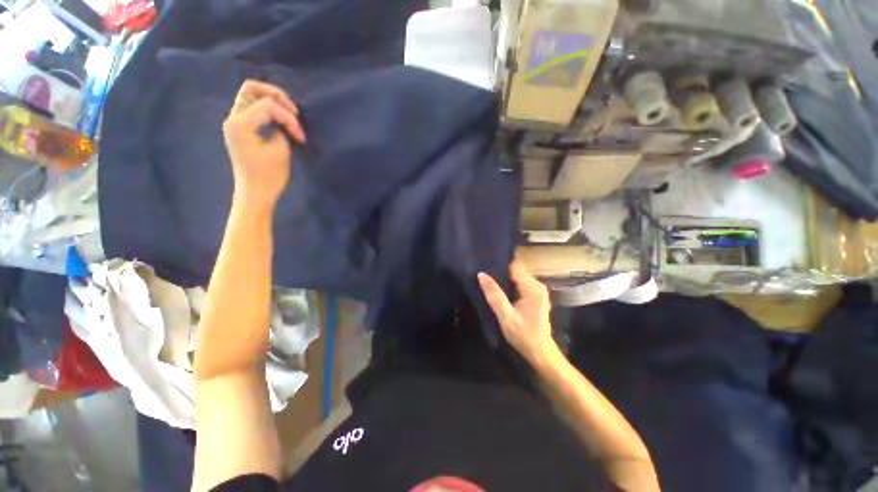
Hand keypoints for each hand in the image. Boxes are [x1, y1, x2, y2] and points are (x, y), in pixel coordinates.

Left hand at [223, 80, 306, 209]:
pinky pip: (251, 109)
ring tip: (288, 116)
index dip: (289, 118)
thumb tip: (283, 121)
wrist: (255, 193)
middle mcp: (233, 118)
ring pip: (250, 96)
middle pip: (251, 89)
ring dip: (271, 101)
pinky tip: (279, 122)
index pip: (268, 105)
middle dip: (276, 96)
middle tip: (293, 112)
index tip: (301, 137)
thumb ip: (281, 129)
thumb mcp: (280, 150)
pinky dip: (266, 110)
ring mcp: (234, 123)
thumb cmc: (268, 176)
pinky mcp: (239, 130)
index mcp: (241, 123)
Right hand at [478, 260, 557, 365]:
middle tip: (483, 271)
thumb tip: (481, 274)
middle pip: (517, 269)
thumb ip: (495, 296)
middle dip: (501, 269)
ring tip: (488, 278)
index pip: (515, 265)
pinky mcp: (535, 295)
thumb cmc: (524, 336)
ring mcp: (537, 290)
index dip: (500, 263)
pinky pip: (519, 282)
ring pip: (517, 275)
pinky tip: (498, 288)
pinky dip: (509, 283)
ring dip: (504, 277)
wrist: (540, 353)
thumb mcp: (506, 317)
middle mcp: (537, 285)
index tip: (485, 263)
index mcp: (533, 288)